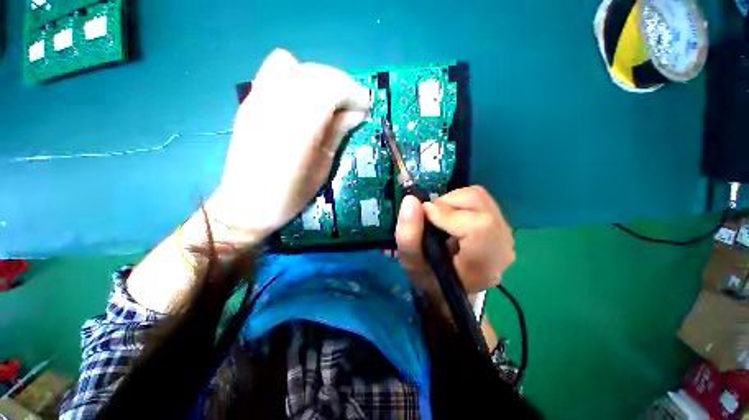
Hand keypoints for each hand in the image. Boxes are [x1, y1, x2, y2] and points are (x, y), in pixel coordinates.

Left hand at [206, 49, 370, 246]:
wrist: (246, 203)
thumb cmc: (290, 195)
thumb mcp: (322, 169)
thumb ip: (337, 134)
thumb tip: (358, 113)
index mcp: (298, 130)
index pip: (330, 88)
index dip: (353, 93)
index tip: (366, 107)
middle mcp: (275, 106)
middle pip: (314, 73)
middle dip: (341, 84)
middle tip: (352, 106)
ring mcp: (257, 100)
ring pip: (294, 65)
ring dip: (320, 79)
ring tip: (330, 101)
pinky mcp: (250, 101)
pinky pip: (275, 71)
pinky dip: (298, 77)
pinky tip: (305, 100)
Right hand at [395, 186, 514, 299]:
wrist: (450, 285)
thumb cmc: (430, 277)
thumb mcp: (412, 263)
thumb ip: (408, 235)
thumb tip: (411, 200)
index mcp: (482, 265)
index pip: (478, 226)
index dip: (447, 213)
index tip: (425, 214)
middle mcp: (502, 248)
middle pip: (478, 203)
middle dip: (446, 203)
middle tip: (431, 218)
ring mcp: (505, 234)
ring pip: (479, 197)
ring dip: (452, 202)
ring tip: (440, 219)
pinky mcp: (501, 224)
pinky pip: (481, 200)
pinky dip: (459, 202)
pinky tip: (452, 219)